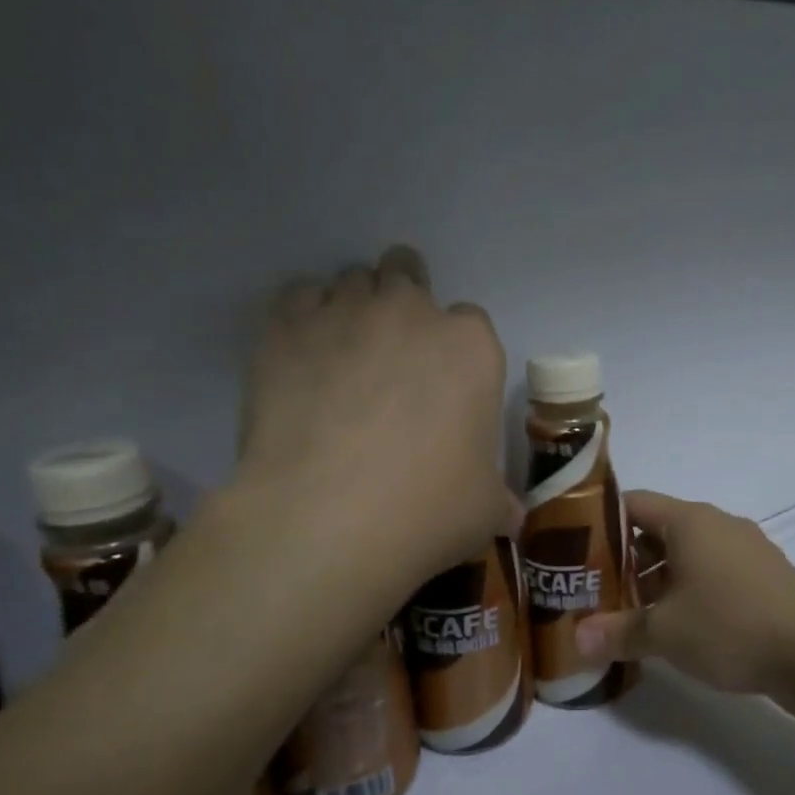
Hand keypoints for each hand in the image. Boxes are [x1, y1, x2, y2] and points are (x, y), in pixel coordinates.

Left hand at [234, 245, 519, 585]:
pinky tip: (304, 351)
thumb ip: (498, 498)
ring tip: (346, 349)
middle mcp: (411, 314)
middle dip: (405, 301)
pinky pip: (298, 295)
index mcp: (471, 348)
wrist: (326, 519)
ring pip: (353, 279)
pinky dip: (305, 314)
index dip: (458, 350)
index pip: (472, 322)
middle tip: (394, 348)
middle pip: (409, 276)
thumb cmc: (426, 509)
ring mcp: (345, 313)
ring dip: (355, 305)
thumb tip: (509, 513)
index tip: (445, 383)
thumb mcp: (485, 510)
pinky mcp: (285, 328)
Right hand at [574, 491, 794, 697]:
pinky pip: (713, 574)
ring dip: (657, 580)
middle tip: (595, 590)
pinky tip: (676, 627)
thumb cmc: (731, 627)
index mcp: (690, 521)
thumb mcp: (665, 633)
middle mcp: (718, 525)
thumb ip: (617, 632)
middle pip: (658, 531)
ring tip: (630, 614)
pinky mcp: (764, 578)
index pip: (633, 503)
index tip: (574, 550)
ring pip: (687, 555)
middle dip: (625, 560)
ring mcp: (746, 550)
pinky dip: (689, 592)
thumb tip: (576, 639)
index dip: (600, 522)